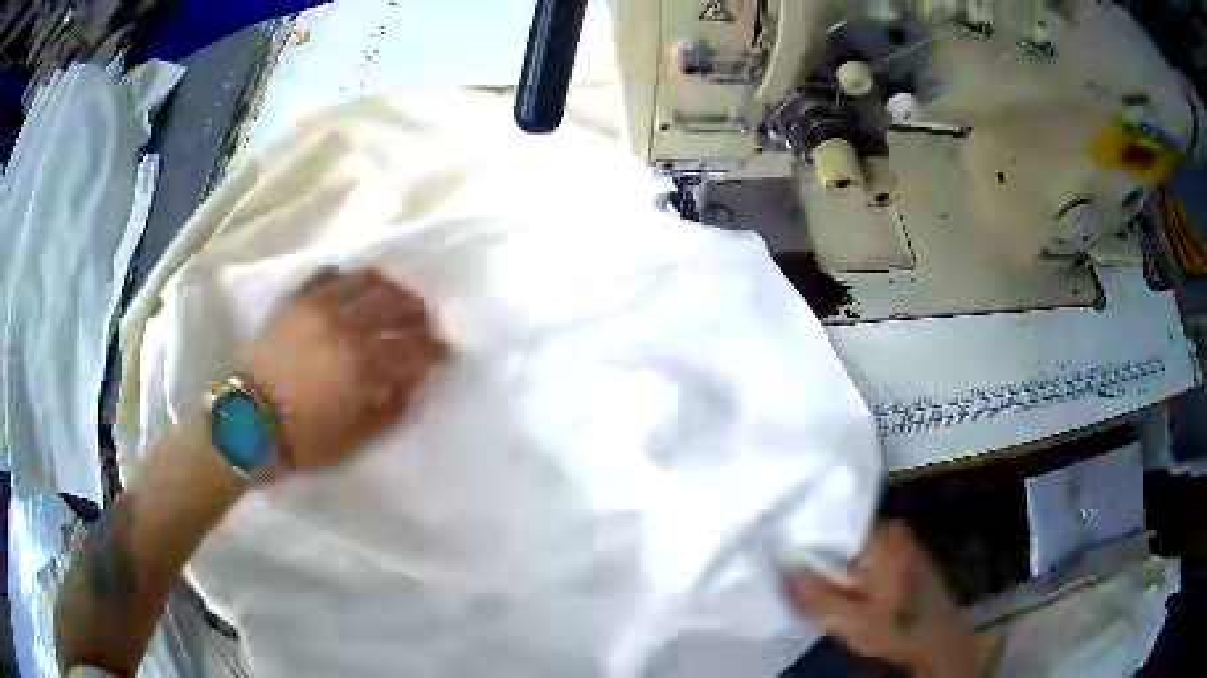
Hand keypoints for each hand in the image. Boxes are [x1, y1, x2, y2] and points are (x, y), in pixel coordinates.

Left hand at [246, 268, 445, 473]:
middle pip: (396, 302)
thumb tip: (415, 375)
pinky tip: (349, 295)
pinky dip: (346, 280)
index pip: (414, 346)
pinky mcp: (294, 300)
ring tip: (390, 303)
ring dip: (387, 289)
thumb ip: (396, 404)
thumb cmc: (306, 438)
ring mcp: (317, 306)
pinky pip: (328, 274)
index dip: (435, 350)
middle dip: (418, 314)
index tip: (443, 354)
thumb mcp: (360, 436)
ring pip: (366, 279)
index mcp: (363, 363)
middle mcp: (344, 324)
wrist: (249, 423)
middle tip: (421, 326)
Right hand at [784, 521, 997, 677]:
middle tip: (786, 571)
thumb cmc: (898, 628)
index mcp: (882, 534)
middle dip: (815, 553)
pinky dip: (846, 568)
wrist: (938, 639)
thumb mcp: (850, 619)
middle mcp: (892, 527)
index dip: (801, 535)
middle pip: (840, 532)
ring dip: (830, 563)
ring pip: (850, 545)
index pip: (831, 520)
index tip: (775, 548)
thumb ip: (813, 594)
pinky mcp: (901, 554)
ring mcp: (899, 539)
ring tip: (804, 580)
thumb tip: (778, 564)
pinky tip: (835, 586)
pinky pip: (862, 553)